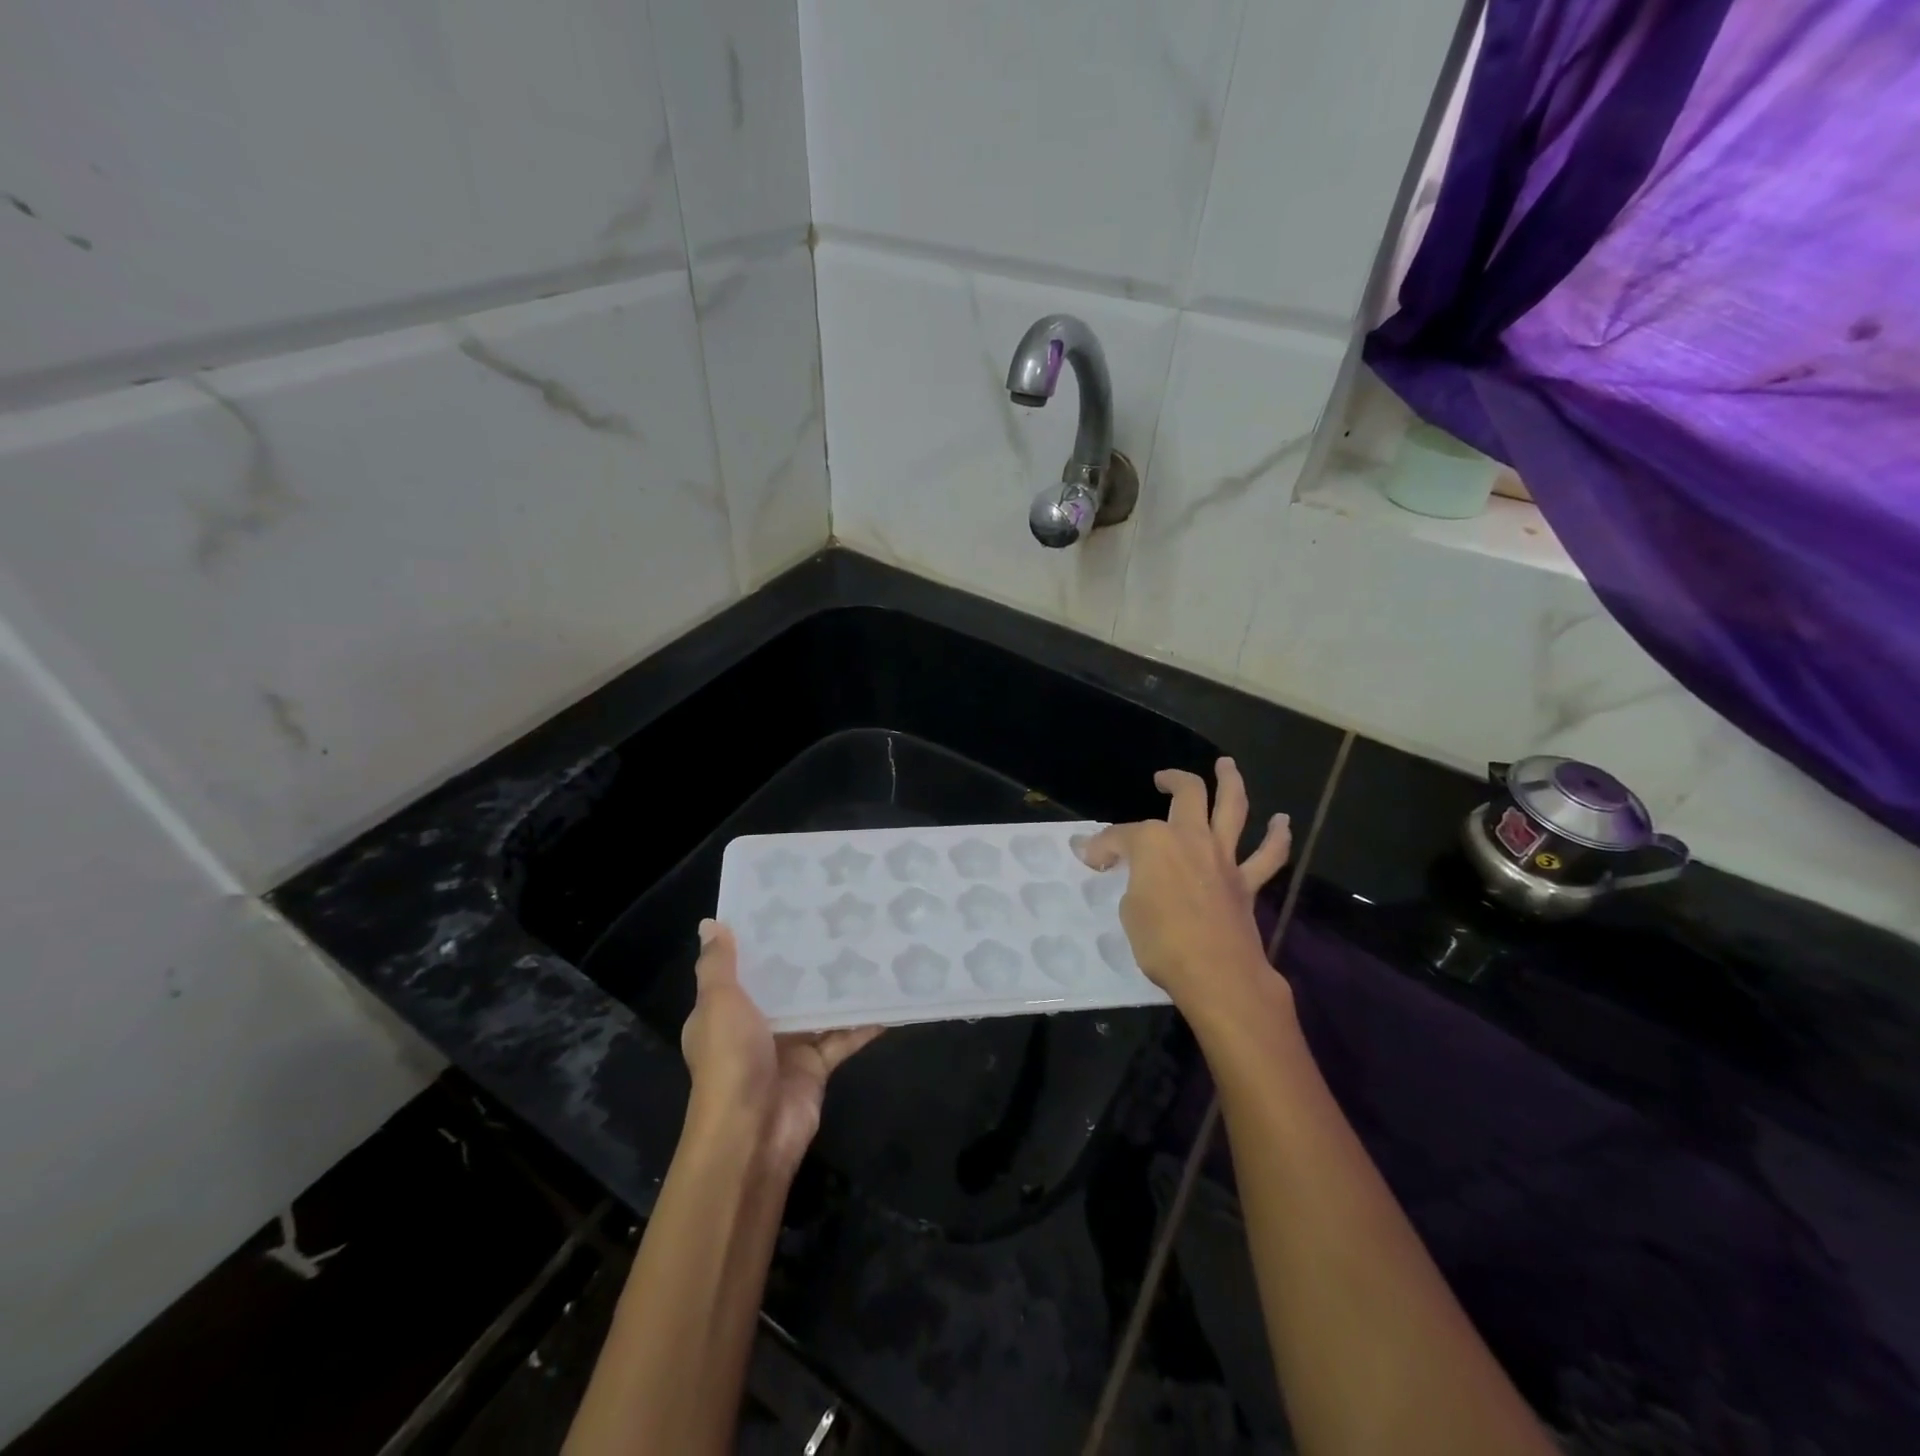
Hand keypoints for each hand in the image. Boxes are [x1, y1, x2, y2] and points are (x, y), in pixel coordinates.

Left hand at [680, 920, 881, 1177]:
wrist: (752, 1132)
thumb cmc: (730, 1060)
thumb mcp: (718, 1004)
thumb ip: (718, 965)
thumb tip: (711, 923)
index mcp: (724, 1012)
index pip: (742, 968)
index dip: (762, 941)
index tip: (790, 906)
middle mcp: (754, 1027)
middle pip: (784, 986)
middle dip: (808, 959)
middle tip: (840, 919)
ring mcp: (787, 1047)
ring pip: (817, 1009)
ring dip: (839, 987)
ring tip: (869, 948)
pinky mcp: (816, 1066)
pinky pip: (843, 1037)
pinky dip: (863, 1023)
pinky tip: (888, 998)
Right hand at [1080, 758, 1289, 1009]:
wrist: (1216, 973)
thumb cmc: (1161, 942)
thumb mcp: (1129, 910)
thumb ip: (1129, 882)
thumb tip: (1122, 870)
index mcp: (1153, 842)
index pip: (1120, 836)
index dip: (1102, 846)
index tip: (1090, 859)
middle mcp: (1191, 838)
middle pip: (1186, 795)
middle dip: (1173, 780)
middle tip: (1163, 779)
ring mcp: (1223, 856)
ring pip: (1233, 807)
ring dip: (1230, 782)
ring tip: (1226, 765)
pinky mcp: (1246, 881)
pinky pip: (1268, 856)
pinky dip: (1277, 837)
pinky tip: (1281, 822)